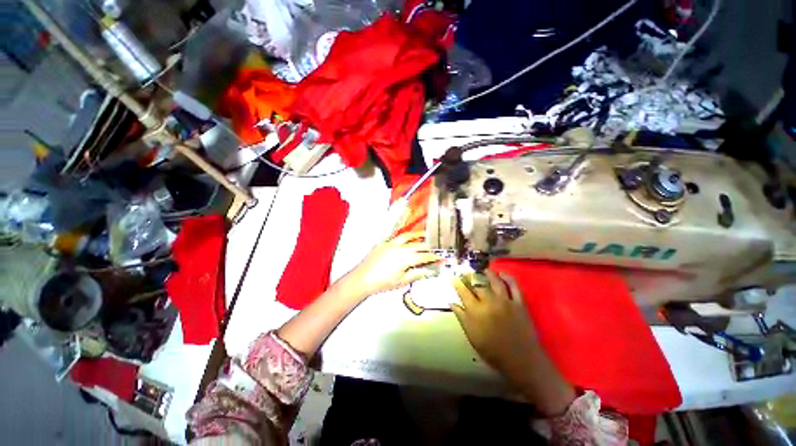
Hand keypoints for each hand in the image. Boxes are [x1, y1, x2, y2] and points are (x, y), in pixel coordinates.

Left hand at [341, 231, 440, 299]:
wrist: (362, 278)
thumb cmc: (382, 283)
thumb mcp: (402, 281)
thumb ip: (417, 274)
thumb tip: (430, 271)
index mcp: (406, 258)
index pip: (425, 256)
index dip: (435, 256)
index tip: (443, 257)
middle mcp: (401, 247)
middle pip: (419, 244)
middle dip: (430, 245)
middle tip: (437, 246)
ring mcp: (392, 243)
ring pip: (408, 236)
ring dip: (418, 235)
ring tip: (425, 234)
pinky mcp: (384, 243)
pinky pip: (398, 237)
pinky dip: (406, 236)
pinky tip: (408, 237)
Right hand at [450, 270, 538, 373]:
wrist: (521, 360)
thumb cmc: (493, 351)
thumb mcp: (472, 336)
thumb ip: (462, 317)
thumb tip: (452, 302)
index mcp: (476, 311)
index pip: (463, 292)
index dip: (458, 283)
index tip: (454, 277)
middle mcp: (489, 302)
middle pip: (478, 285)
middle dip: (471, 277)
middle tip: (467, 273)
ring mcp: (505, 301)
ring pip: (495, 282)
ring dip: (489, 274)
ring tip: (484, 269)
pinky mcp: (519, 303)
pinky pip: (514, 287)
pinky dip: (508, 278)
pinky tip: (503, 274)